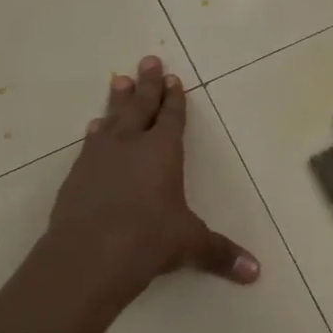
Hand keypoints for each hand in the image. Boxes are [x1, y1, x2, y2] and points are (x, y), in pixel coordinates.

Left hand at [45, 56, 260, 304]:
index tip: (172, 77)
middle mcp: (131, 145)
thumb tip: (256, 273)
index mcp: (163, 152)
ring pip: (112, 119)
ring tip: (118, 81)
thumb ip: (220, 253)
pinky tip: (93, 129)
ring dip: (117, 100)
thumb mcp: (190, 244)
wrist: (87, 256)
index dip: (174, 97)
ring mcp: (100, 157)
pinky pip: (90, 144)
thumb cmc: (148, 240)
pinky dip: (96, 133)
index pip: (171, 117)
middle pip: (140, 106)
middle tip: (146, 60)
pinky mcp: (77, 174)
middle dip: (146, 84)